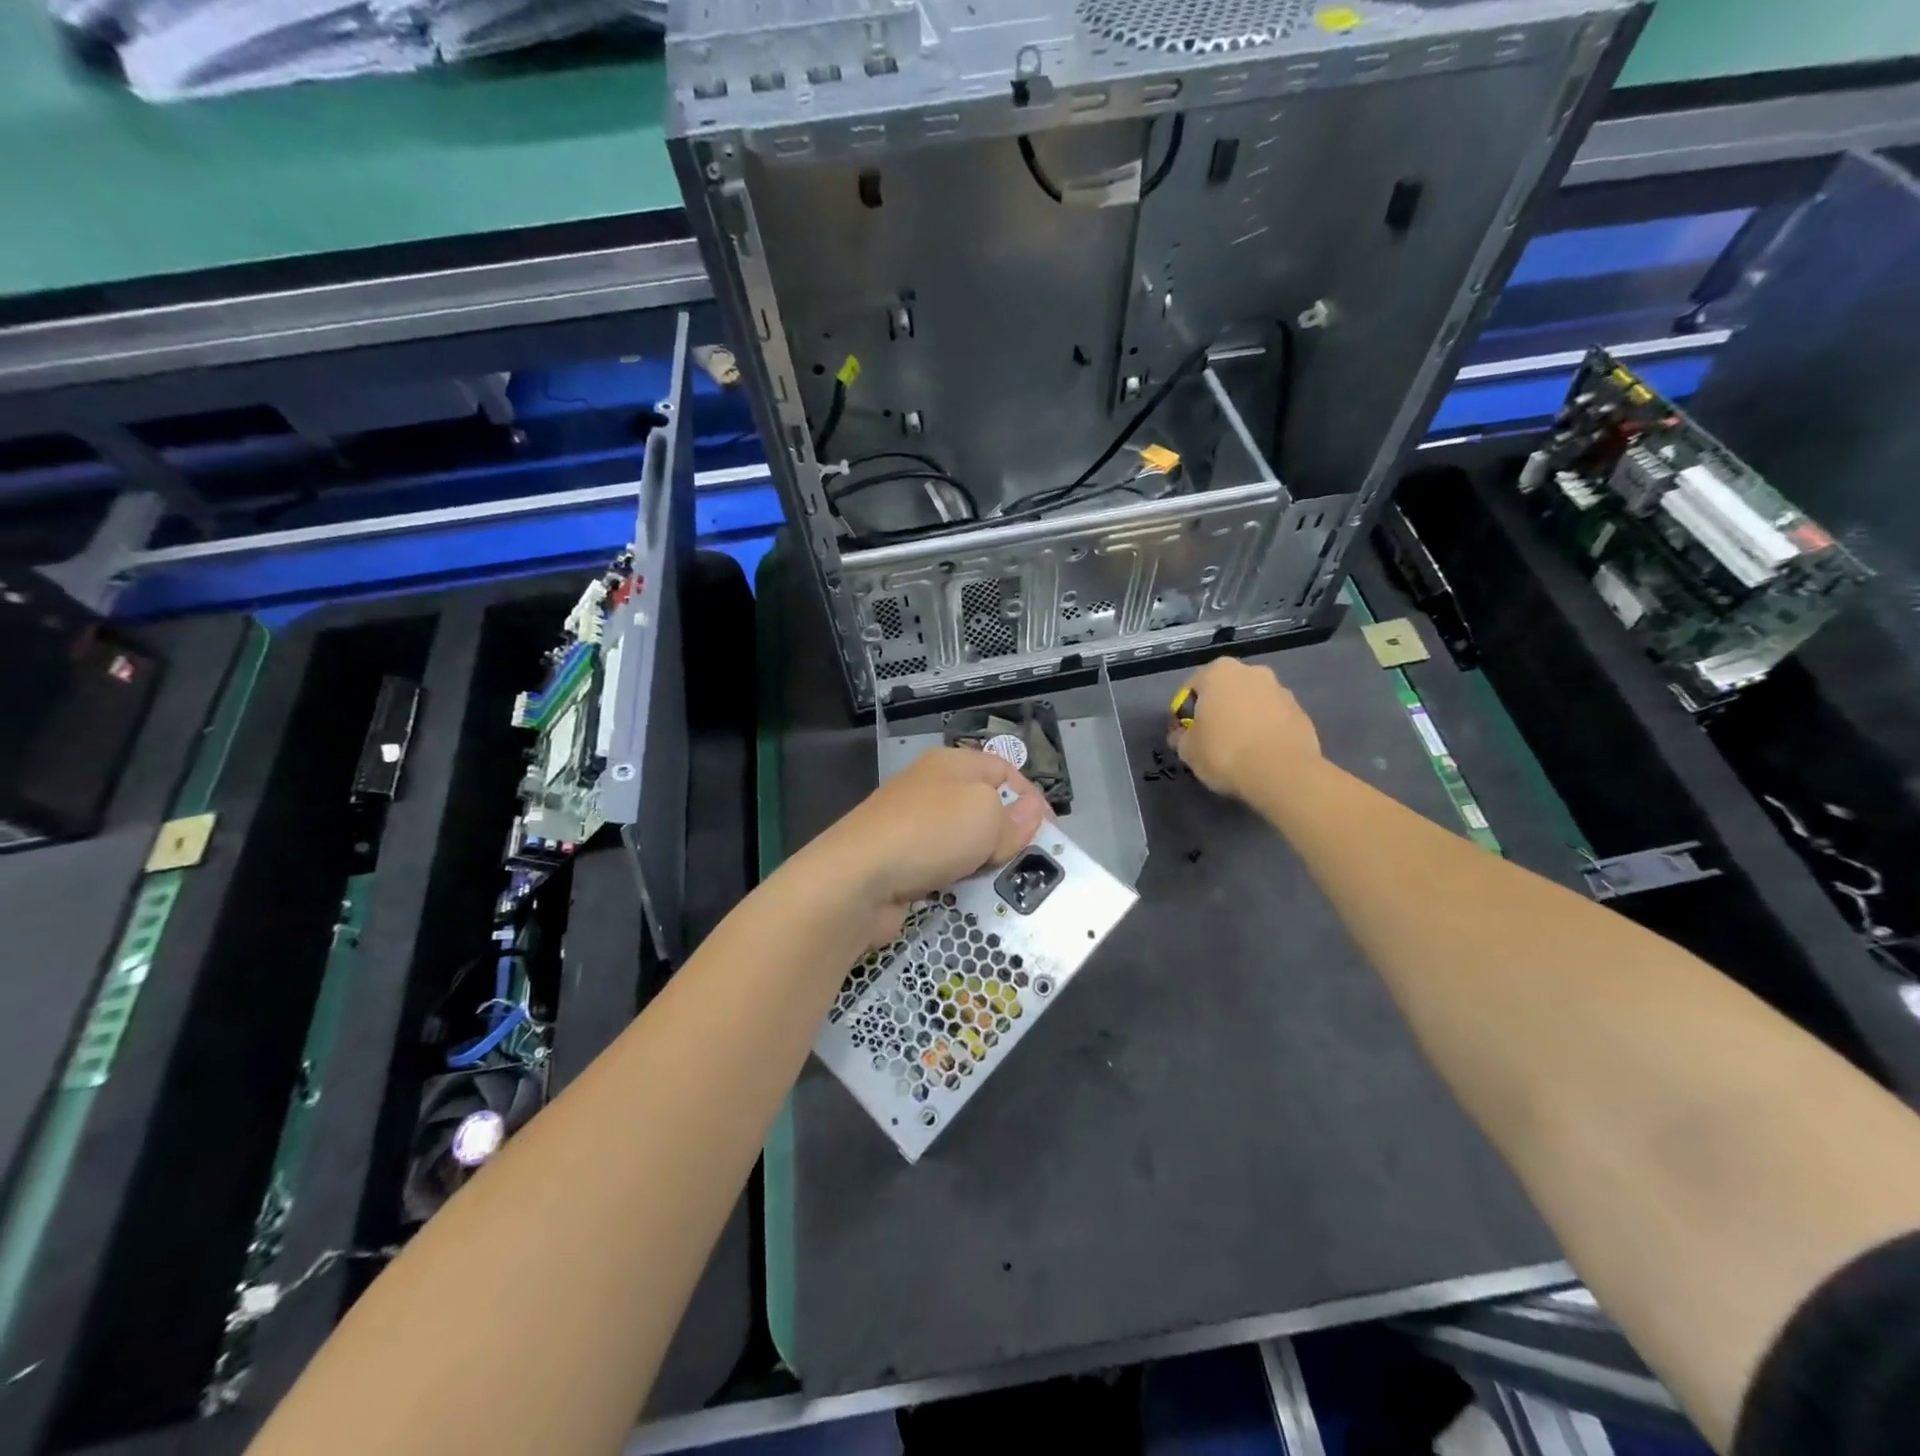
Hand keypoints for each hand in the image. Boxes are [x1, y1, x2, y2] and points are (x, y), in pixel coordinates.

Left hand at [802, 748, 1048, 947]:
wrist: (857, 878)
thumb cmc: (931, 833)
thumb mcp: (987, 817)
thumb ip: (1015, 818)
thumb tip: (1032, 811)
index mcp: (951, 763)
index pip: (1003, 769)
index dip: (1030, 796)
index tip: (1049, 831)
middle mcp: (929, 786)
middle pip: (982, 805)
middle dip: (1007, 832)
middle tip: (1027, 861)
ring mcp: (910, 823)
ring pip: (962, 839)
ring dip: (982, 859)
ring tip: (1000, 882)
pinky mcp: (898, 858)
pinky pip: (940, 864)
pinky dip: (956, 877)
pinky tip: (965, 893)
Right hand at [1169, 657, 1320, 799]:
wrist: (1282, 773)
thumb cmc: (1224, 752)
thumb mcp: (1187, 749)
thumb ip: (1181, 737)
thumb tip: (1183, 736)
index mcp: (1219, 671)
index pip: (1191, 689)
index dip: (1183, 714)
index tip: (1184, 736)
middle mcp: (1252, 671)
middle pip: (1225, 692)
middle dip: (1217, 711)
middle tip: (1210, 740)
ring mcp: (1281, 691)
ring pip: (1251, 704)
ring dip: (1243, 720)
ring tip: (1238, 750)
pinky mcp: (1301, 713)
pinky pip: (1273, 720)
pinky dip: (1264, 731)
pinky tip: (1259, 755)